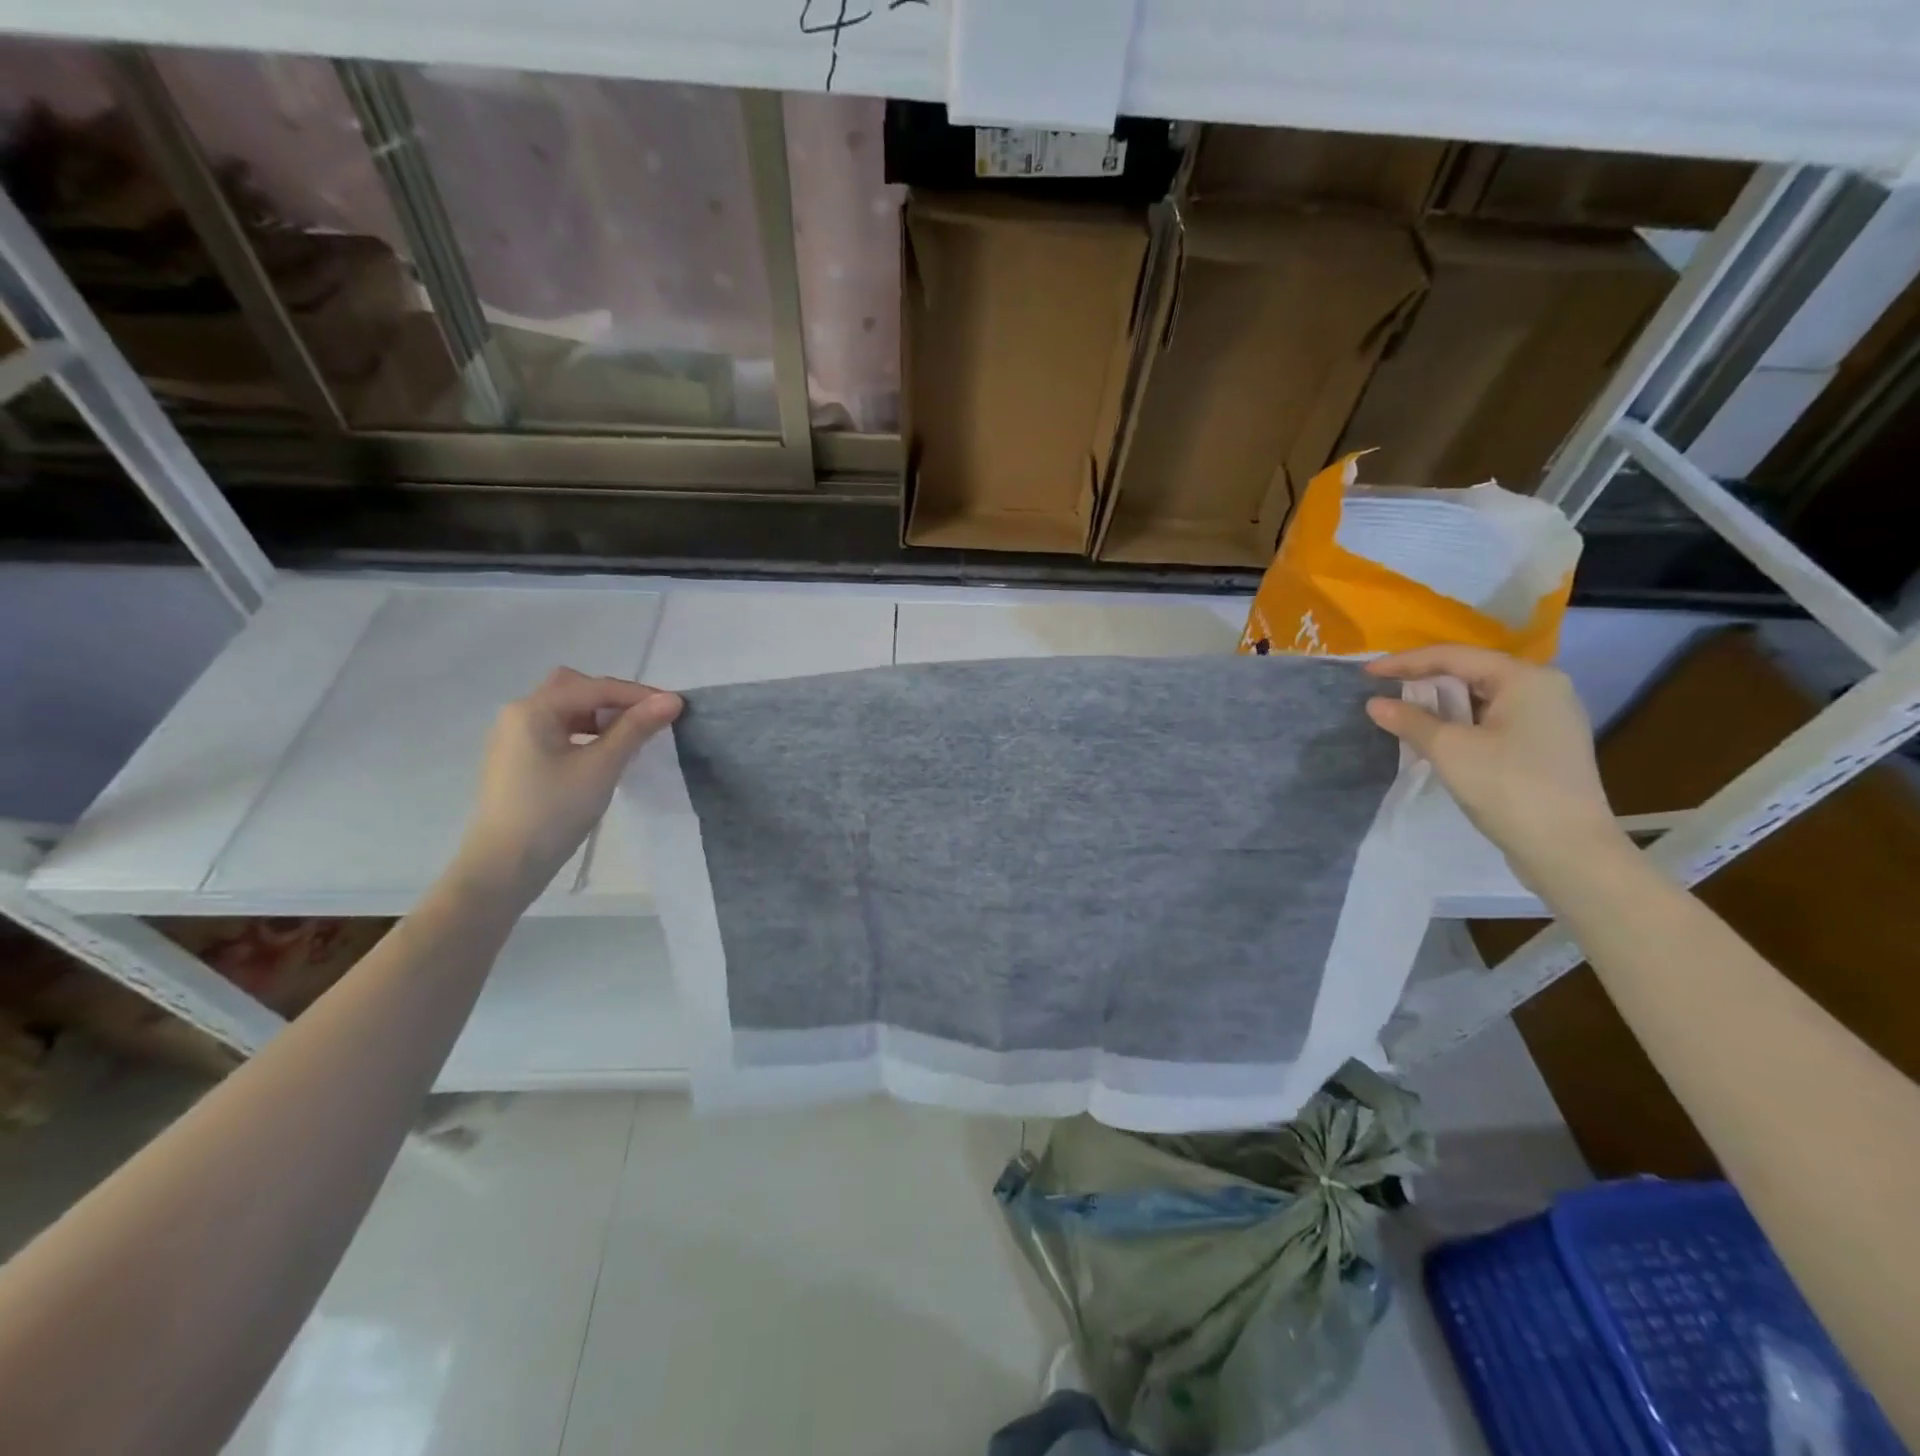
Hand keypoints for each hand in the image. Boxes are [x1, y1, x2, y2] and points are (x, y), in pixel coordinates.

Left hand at [453, 667, 682, 903]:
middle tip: (646, 719)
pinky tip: (605, 754)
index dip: (639, 694)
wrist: (504, 866)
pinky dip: (585, 733)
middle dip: (614, 698)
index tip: (676, 707)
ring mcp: (515, 737)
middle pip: (575, 689)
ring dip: (600, 716)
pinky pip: (558, 731)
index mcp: (534, 709)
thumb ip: (636, 729)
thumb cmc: (553, 812)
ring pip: (566, 710)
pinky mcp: (519, 760)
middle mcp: (519, 714)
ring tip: (631, 737)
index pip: (596, 688)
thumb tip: (672, 700)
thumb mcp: (601, 767)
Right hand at [1364, 645, 1625, 877]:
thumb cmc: (1508, 788)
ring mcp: (1549, 718)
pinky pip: (1493, 719)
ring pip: (1481, 697)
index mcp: (1526, 678)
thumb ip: (1409, 720)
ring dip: (1440, 703)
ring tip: (1402, 712)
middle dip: (1423, 680)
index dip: (1405, 662)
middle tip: (1382, 690)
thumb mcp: (1450, 750)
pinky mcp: (1545, 745)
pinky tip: (1436, 735)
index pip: (1454, 656)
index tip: (1366, 674)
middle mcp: (1544, 688)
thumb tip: (1375, 703)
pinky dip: (1460, 722)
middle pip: (1470, 673)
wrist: (1568, 850)